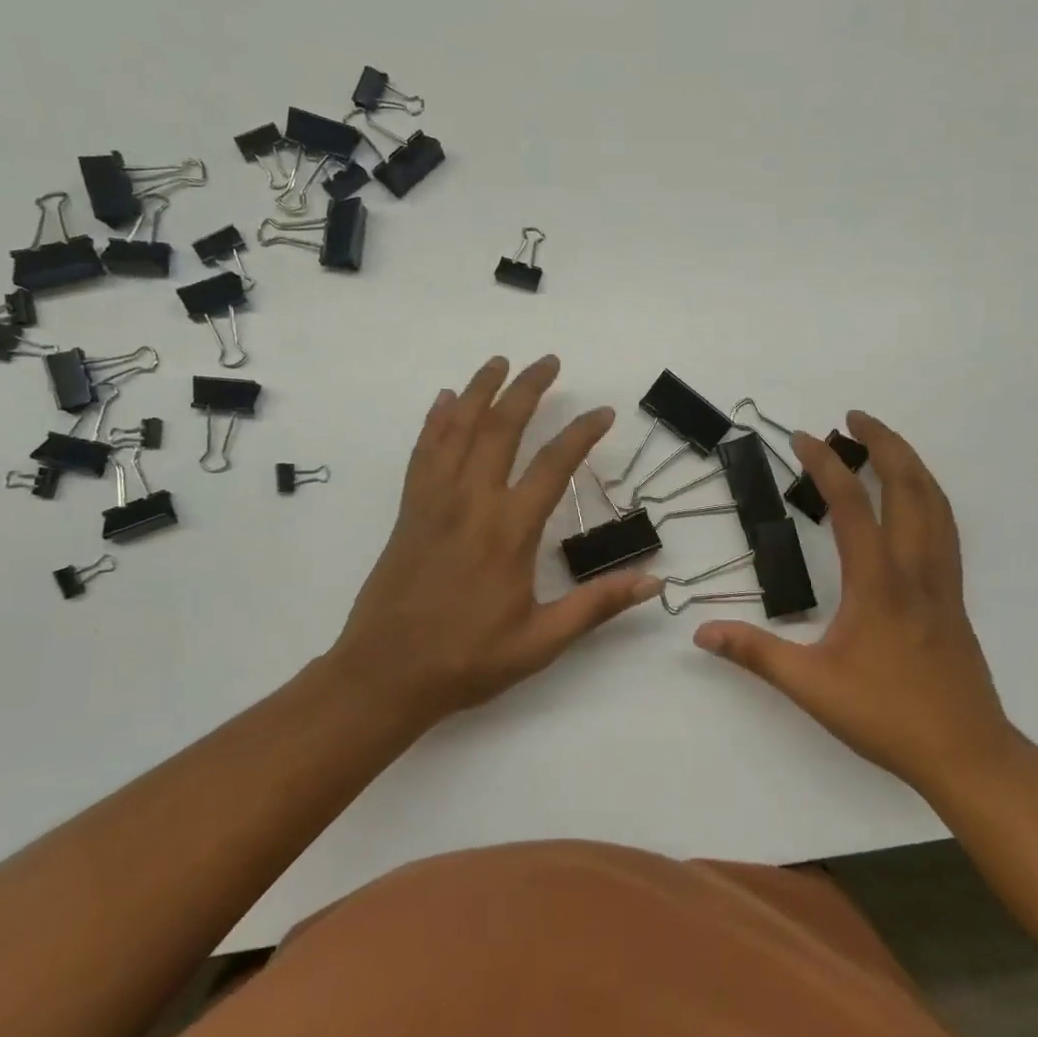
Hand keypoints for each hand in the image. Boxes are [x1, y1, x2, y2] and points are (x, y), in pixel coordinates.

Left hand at [317, 355, 660, 728]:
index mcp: (508, 531)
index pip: (554, 465)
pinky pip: (423, 452)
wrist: (383, 675)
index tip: (603, 412)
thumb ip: (596, 606)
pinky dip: (435, 421)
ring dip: (479, 391)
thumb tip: (654, 581)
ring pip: (458, 430)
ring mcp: (434, 502)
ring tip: (498, 362)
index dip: (582, 433)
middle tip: (548, 361)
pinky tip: (443, 402)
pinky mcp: (409, 511)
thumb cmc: (466, 660)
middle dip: (527, 389)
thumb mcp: (541, 641)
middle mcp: (471, 502)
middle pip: (501, 429)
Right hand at [693, 412, 1024, 795]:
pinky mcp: (953, 597)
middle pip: (909, 486)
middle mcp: (915, 568)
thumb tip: (701, 632)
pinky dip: (928, 496)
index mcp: (878, 582)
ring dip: (911, 464)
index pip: (851, 504)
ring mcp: (942, 581)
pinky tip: (914, 503)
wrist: (966, 753)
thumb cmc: (886, 716)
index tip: (803, 437)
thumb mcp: (810, 686)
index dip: (825, 464)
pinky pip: (945, 528)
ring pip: (936, 503)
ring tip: (885, 444)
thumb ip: (755, 653)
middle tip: (855, 417)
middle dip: (884, 442)